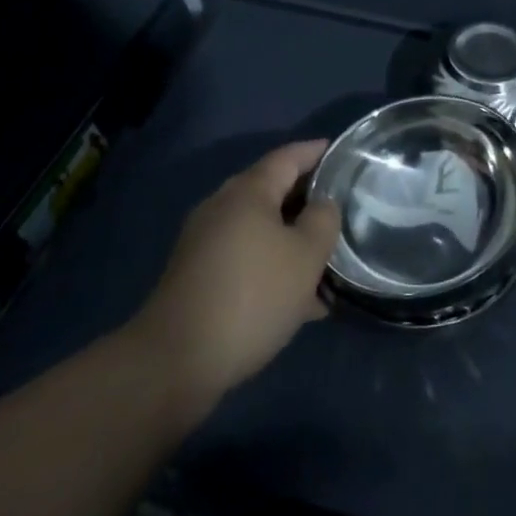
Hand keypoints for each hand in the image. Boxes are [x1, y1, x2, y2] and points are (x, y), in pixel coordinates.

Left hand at [133, 140, 340, 404]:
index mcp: (248, 191)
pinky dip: (271, 267)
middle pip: (272, 191)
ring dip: (291, 240)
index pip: (288, 156)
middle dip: (306, 200)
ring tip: (325, 262)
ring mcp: (205, 242)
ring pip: (260, 230)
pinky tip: (297, 302)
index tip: (342, 153)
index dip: (316, 152)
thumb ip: (323, 221)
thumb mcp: (305, 256)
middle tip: (340, 210)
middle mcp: (222, 206)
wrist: (174, 363)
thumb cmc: (251, 296)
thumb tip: (323, 204)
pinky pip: (245, 259)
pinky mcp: (197, 278)